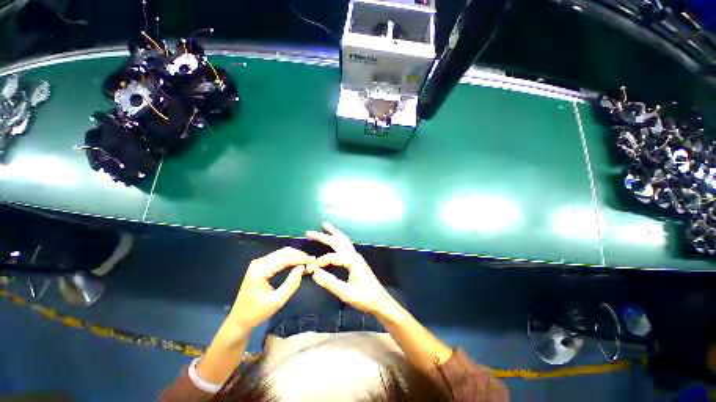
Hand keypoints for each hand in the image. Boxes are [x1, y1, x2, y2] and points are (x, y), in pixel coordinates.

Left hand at [229, 247, 313, 330]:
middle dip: (299, 255)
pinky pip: (278, 257)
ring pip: (281, 253)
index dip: (300, 259)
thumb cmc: (257, 313)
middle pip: (283, 252)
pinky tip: (297, 263)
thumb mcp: (277, 301)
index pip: (285, 259)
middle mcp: (259, 262)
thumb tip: (302, 268)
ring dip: (295, 256)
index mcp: (260, 270)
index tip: (313, 261)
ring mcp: (258, 263)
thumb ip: (291, 283)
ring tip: (306, 262)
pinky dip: (289, 258)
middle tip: (311, 261)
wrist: (239, 319)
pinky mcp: (260, 265)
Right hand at [306, 222, 398, 317]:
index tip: (311, 269)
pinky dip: (338, 239)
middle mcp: (354, 255)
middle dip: (324, 236)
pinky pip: (346, 245)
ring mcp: (356, 256)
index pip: (332, 257)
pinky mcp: (356, 260)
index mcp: (352, 261)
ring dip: (333, 233)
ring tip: (324, 226)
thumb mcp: (346, 293)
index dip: (320, 262)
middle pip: (338, 241)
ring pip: (343, 240)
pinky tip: (335, 240)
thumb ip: (330, 283)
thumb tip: (315, 273)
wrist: (380, 301)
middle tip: (309, 232)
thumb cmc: (365, 298)